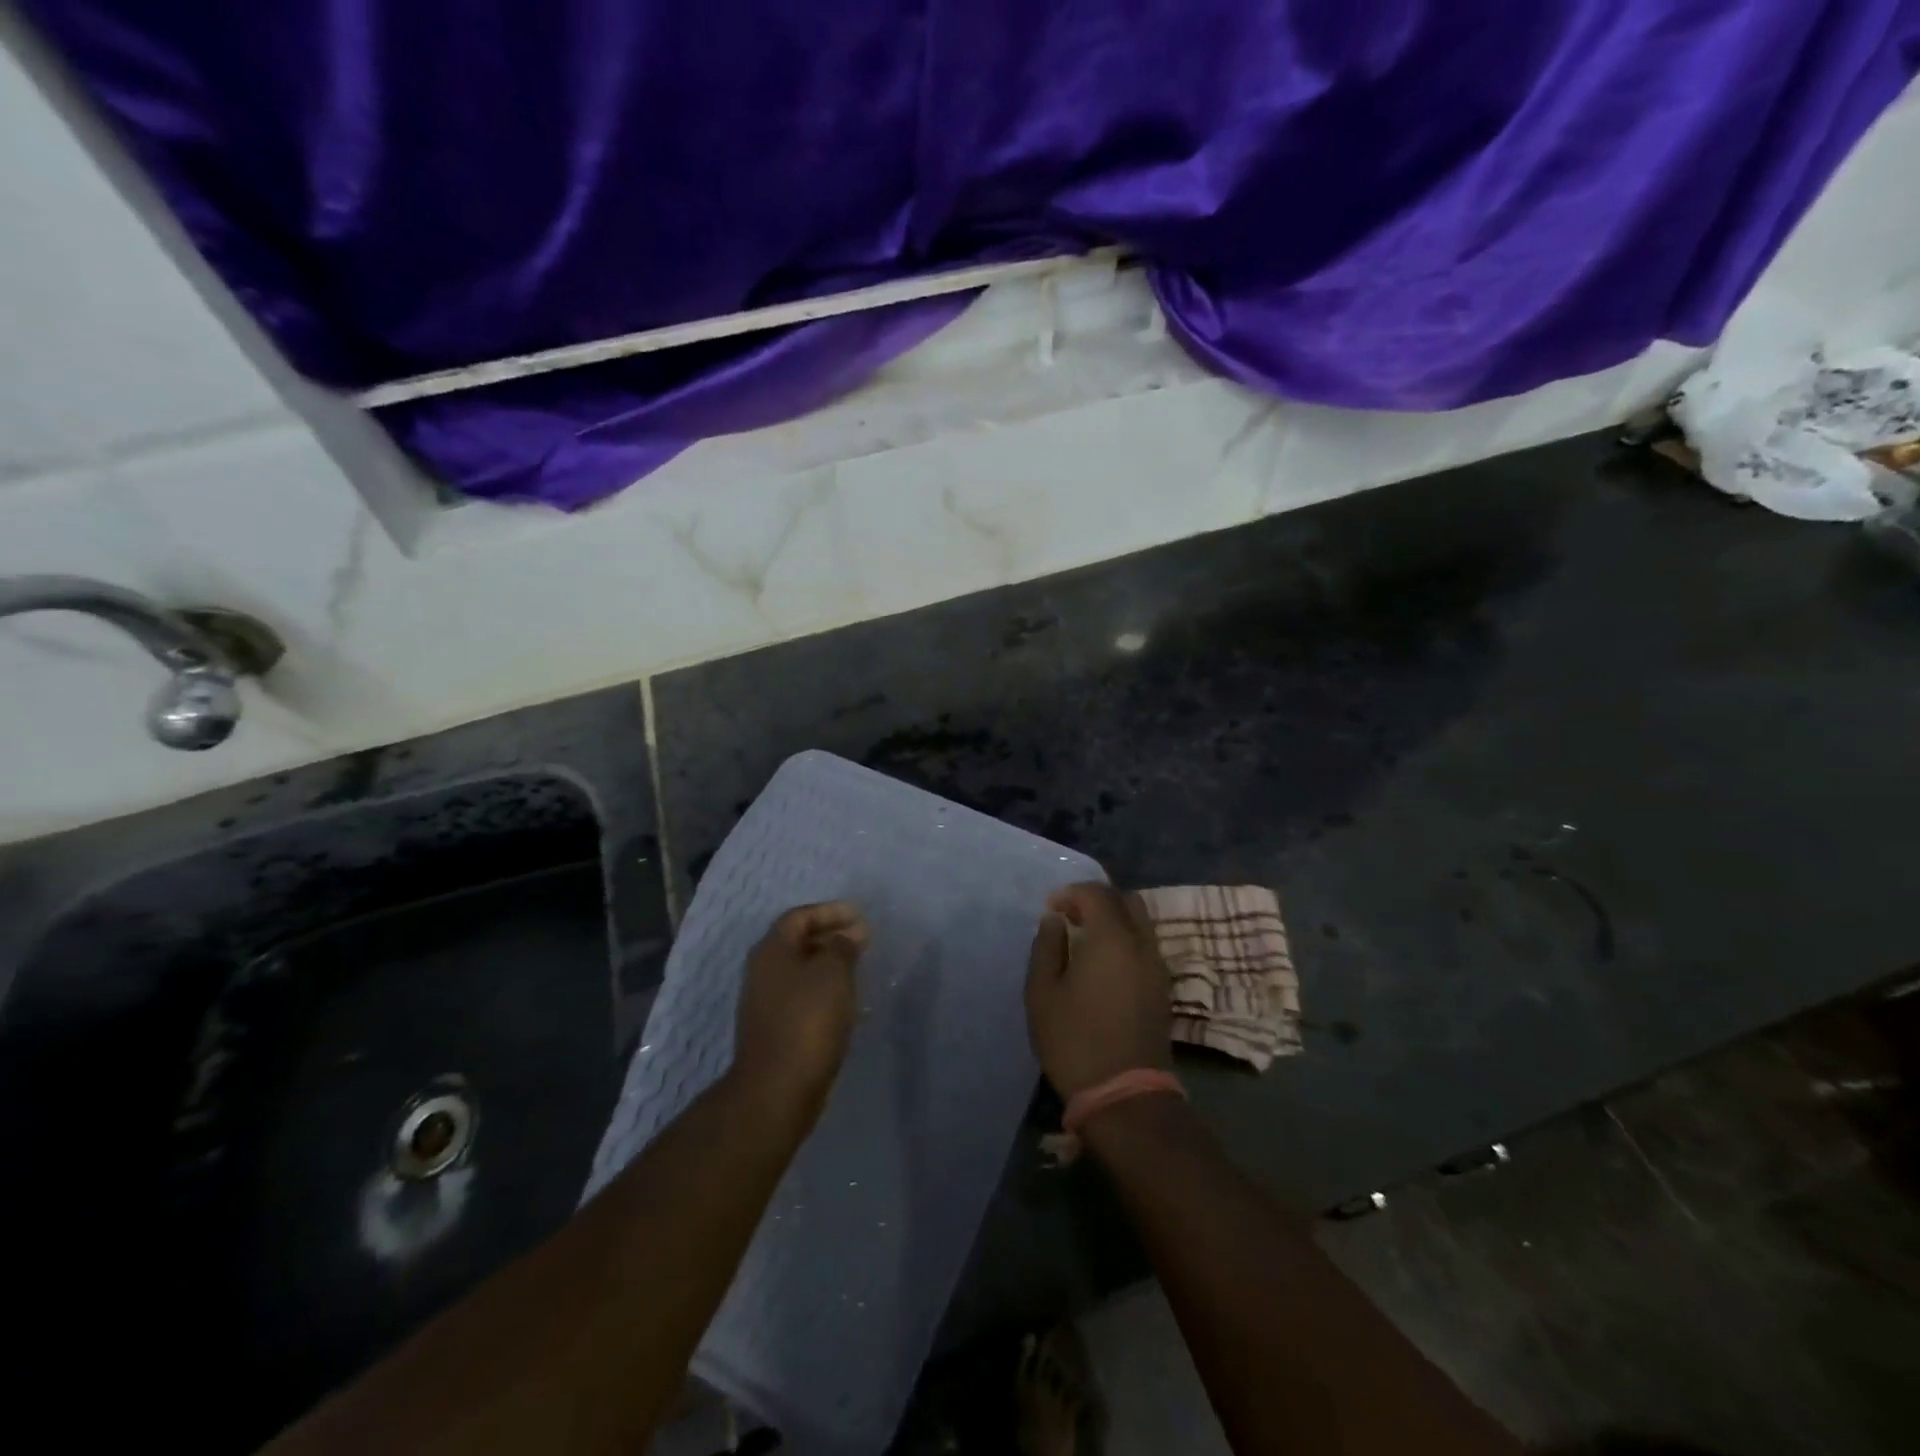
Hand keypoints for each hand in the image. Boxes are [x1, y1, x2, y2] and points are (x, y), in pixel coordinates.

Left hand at [731, 902, 867, 1119]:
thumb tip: (849, 934)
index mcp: (772, 950)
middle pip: (798, 942)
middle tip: (863, 940)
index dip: (830, 912)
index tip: (859, 916)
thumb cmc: (807, 1020)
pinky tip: (845, 1000)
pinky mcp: (775, 1028)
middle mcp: (763, 971)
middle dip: (831, 937)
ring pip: (800, 971)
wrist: (778, 1088)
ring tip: (859, 967)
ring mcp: (766, 1002)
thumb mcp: (833, 973)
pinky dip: (824, 990)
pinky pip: (802, 996)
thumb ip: (842, 946)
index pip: (800, 916)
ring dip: (828, 964)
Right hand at [1025, 882, 1170, 1100]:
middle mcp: (1142, 944)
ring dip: (1114, 920)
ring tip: (1085, 940)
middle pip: (1127, 900)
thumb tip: (1054, 921)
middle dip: (1097, 900)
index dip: (1071, 892)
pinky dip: (1126, 940)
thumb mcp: (1043, 993)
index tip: (1051, 908)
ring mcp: (1158, 967)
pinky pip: (1146, 946)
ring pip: (1141, 923)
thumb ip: (1047, 948)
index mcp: (1112, 938)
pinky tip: (1103, 965)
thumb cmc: (1074, 1040)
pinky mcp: (1163, 989)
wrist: (1125, 1095)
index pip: (1097, 893)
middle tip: (1071, 917)